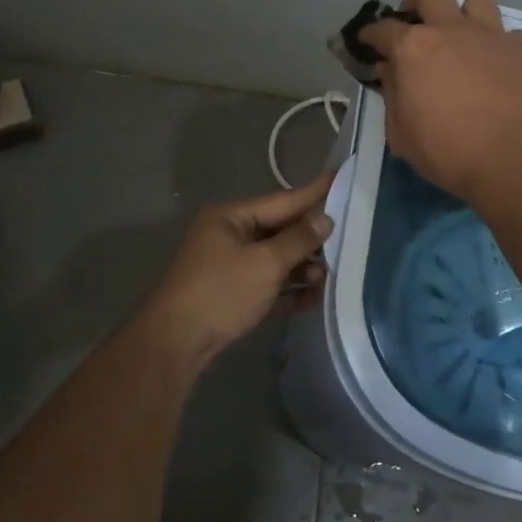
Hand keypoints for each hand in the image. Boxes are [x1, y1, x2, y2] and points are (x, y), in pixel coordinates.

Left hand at [132, 170, 334, 369]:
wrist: (175, 345)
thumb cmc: (220, 293)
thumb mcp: (265, 263)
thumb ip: (299, 239)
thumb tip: (325, 218)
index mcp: (232, 217)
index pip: (283, 200)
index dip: (315, 192)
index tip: (341, 176)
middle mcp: (230, 235)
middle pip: (281, 230)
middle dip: (311, 240)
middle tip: (346, 243)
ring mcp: (230, 265)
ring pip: (276, 258)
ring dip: (302, 267)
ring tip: (325, 279)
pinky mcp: (233, 292)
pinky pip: (268, 282)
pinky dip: (288, 288)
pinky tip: (312, 298)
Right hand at [360, 0, 521, 202]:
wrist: (515, 160)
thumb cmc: (448, 152)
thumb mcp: (402, 134)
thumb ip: (392, 94)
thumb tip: (390, 71)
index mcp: (413, 49)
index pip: (381, 28)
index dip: (369, 35)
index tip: (367, 43)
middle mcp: (451, 29)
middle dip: (417, 1)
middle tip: (417, 28)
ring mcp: (491, 34)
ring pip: (476, 0)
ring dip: (464, 16)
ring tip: (463, 41)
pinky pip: (508, 34)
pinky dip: (498, 46)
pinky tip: (497, 67)